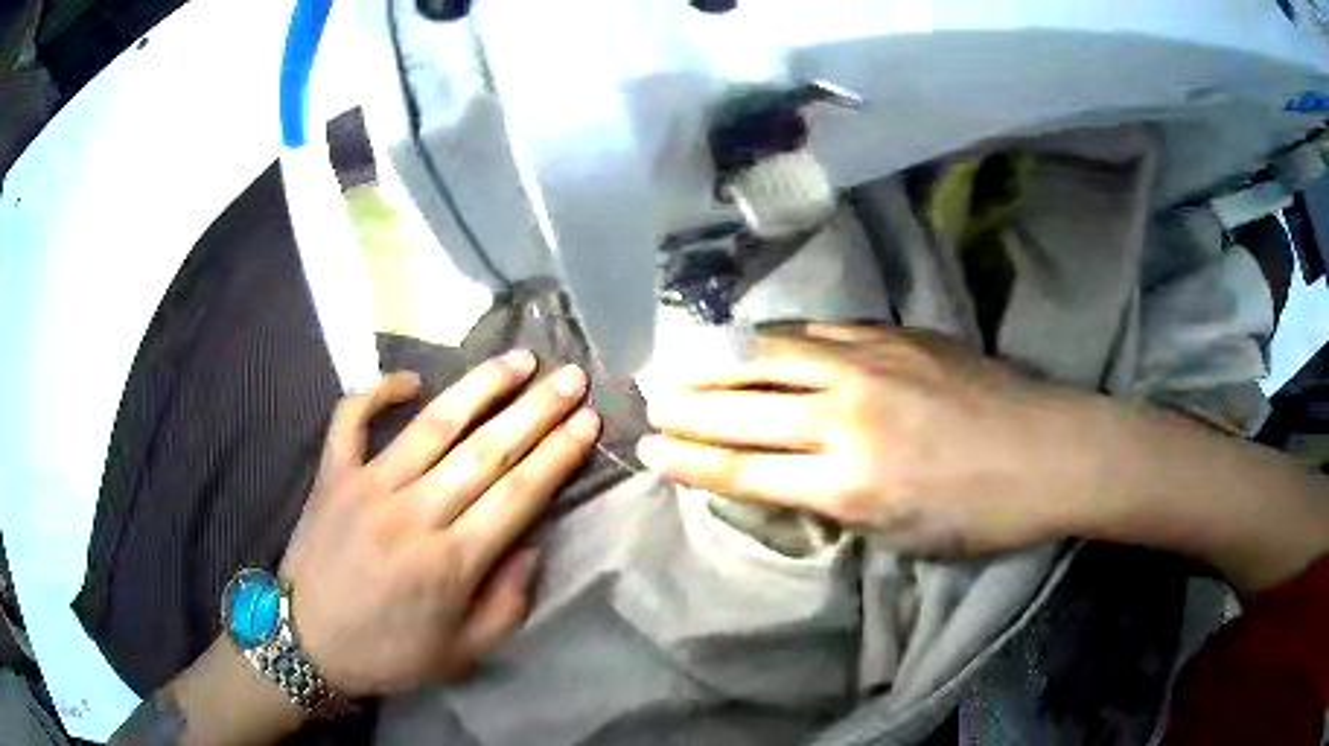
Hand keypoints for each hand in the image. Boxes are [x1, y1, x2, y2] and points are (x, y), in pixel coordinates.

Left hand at [279, 352, 599, 695]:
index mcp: (450, 563)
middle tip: (571, 376)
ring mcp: (367, 486)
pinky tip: (410, 380)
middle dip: (536, 410)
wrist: (307, 644)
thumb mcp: (463, 652)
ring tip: (518, 359)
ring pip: (432, 425)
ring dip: (479, 387)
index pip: (518, 495)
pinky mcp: (332, 475)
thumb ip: (507, 602)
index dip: (558, 454)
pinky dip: (376, 392)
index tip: (588, 420)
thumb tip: (533, 544)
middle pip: (486, 451)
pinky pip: (351, 419)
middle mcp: (413, 514)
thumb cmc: (389, 652)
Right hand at [636, 324, 1099, 557]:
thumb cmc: (980, 514)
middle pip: (744, 405)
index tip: (648, 447)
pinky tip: (756, 336)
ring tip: (683, 359)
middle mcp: (846, 417)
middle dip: (688, 404)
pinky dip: (777, 337)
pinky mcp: (893, 334)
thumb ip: (836, 502)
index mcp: (849, 484)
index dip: (689, 459)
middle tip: (649, 396)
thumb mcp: (900, 536)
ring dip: (720, 359)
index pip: (743, 469)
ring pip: (772, 354)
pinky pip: (818, 330)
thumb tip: (788, 477)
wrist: (1046, 451)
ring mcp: (870, 364)